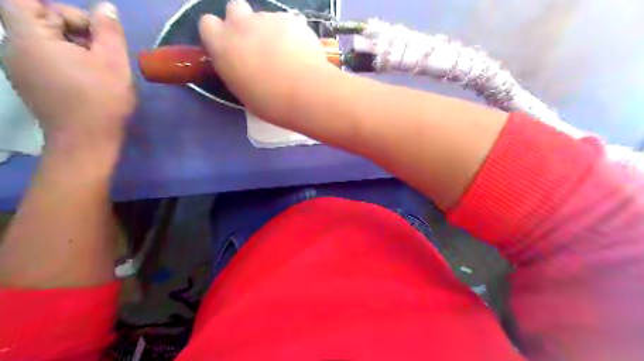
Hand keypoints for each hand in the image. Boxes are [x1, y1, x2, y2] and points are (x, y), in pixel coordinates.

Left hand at [0, 0, 133, 148]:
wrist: (86, 141)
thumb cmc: (101, 100)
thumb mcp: (114, 63)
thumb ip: (108, 31)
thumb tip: (106, 7)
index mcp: (29, 38)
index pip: (23, 1)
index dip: (60, 10)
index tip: (89, 28)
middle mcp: (14, 49)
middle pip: (36, 20)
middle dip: (73, 28)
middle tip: (103, 50)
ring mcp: (18, 68)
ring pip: (43, 41)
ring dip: (72, 46)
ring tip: (99, 67)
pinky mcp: (29, 84)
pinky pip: (42, 59)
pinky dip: (65, 60)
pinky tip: (87, 79)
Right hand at [200, 0, 333, 121]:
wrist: (305, 93)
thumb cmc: (271, 103)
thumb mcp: (243, 92)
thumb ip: (237, 70)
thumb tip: (244, 66)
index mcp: (222, 45)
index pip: (207, 24)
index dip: (219, 34)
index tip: (230, 48)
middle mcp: (241, 25)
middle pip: (234, 8)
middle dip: (243, 23)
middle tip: (257, 45)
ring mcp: (268, 19)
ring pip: (264, 17)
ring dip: (270, 30)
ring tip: (286, 54)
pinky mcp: (292, 20)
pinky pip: (288, 22)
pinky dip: (291, 33)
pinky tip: (301, 51)